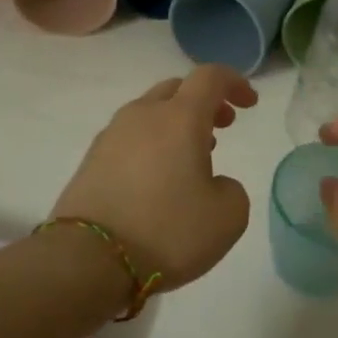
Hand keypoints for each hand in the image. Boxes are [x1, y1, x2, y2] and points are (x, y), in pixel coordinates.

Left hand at [51, 65, 256, 292]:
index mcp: (179, 117)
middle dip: (203, 103)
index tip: (249, 104)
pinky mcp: (91, 161)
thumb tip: (212, 183)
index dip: (234, 83)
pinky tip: (157, 179)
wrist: (88, 260)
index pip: (210, 77)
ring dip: (175, 125)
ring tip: (190, 158)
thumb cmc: (167, 231)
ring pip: (150, 114)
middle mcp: (143, 115)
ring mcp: (111, 137)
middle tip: (221, 127)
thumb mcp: (227, 217)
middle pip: (176, 90)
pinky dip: (151, 146)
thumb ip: (231, 189)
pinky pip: (129, 140)